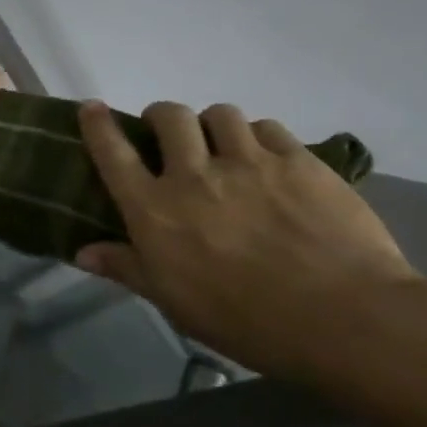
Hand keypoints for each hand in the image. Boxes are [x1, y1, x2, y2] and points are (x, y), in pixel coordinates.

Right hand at [76, 100, 420, 377]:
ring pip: (220, 114)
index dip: (98, 125)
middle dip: (162, 117)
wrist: (343, 318)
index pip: (113, 153)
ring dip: (212, 124)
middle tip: (169, 134)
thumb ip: (127, 267)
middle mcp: (194, 175)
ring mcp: (249, 163)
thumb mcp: (173, 301)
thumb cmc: (243, 319)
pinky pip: (268, 128)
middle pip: (169, 116)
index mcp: (154, 210)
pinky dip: (258, 136)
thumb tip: (82, 253)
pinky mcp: (300, 162)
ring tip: (223, 144)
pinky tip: (267, 158)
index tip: (92, 107)